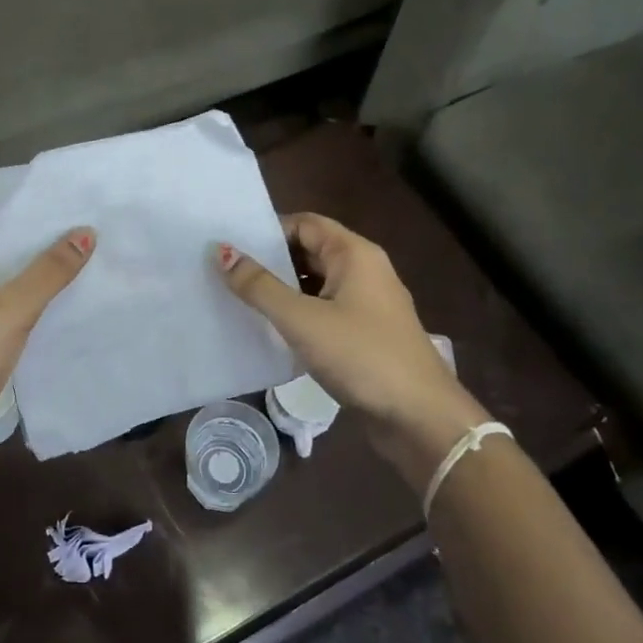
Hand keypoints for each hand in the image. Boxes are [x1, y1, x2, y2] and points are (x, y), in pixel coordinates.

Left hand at [0, 219, 94, 469]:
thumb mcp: (9, 311)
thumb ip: (49, 272)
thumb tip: (86, 233)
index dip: (22, 212)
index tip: (63, 203)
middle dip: (35, 245)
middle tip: (83, 229)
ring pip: (1, 286)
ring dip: (35, 278)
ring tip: (83, 259)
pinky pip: (2, 315)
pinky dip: (29, 308)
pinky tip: (64, 303)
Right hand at [217, 213, 488, 486]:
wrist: (420, 419)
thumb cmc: (362, 356)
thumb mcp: (303, 319)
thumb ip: (259, 286)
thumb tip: (221, 251)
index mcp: (354, 254)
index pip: (304, 223)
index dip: (267, 231)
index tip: (229, 245)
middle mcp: (363, 270)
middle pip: (308, 251)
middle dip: (269, 261)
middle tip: (225, 272)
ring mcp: (366, 304)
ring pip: (314, 284)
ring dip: (281, 290)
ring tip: (237, 299)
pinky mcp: (364, 334)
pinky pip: (323, 311)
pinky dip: (297, 315)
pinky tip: (269, 330)